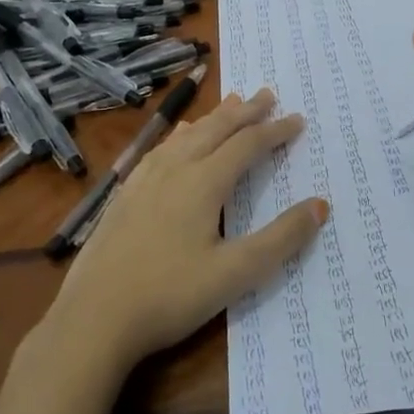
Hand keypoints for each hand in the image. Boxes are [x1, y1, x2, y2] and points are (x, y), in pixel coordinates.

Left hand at [42, 89, 327, 372]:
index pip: (247, 145)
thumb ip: (281, 239)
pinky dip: (182, 134)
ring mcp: (144, 179)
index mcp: (203, 182)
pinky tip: (178, 138)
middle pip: (216, 129)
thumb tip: (320, 205)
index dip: (274, 131)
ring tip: (230, 103)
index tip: (297, 119)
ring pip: (186, 134)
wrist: (93, 319)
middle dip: (245, 111)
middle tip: (267, 94)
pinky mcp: (124, 194)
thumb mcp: (235, 274)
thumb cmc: (170, 296)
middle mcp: (174, 169)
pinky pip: (161, 148)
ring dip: (214, 118)